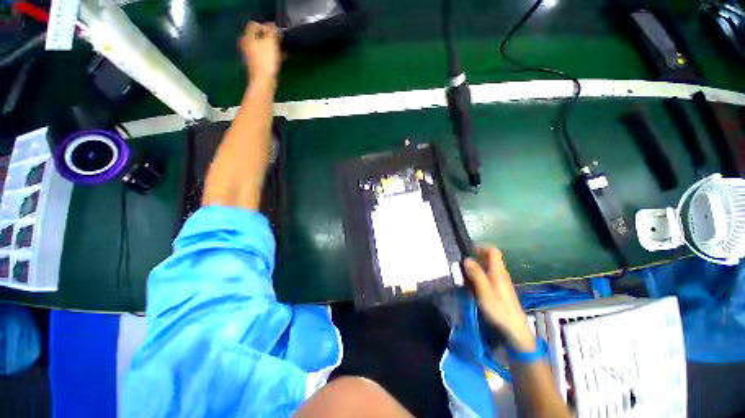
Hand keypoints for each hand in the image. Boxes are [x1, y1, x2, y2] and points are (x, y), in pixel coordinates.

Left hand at [240, 21, 281, 82]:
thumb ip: (272, 31)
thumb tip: (272, 26)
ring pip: (262, 46)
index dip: (266, 26)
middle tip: (279, 42)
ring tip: (281, 51)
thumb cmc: (266, 61)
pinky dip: (271, 55)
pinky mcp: (257, 65)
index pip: (254, 24)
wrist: (264, 82)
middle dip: (269, 37)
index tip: (275, 33)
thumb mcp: (271, 42)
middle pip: (258, 36)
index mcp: (248, 37)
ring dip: (272, 47)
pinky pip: (264, 56)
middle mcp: (247, 45)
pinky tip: (279, 60)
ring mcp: (251, 56)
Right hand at [464, 247, 535, 351]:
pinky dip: (479, 278)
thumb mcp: (484, 291)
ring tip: (463, 274)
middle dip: (476, 258)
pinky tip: (472, 286)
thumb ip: (476, 274)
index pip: (493, 251)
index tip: (468, 249)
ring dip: (476, 268)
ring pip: (488, 269)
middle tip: (462, 263)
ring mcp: (501, 284)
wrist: (515, 331)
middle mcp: (501, 275)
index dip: (482, 247)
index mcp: (499, 272)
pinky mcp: (500, 292)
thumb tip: (467, 258)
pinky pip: (488, 278)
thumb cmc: (499, 310)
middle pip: (490, 259)